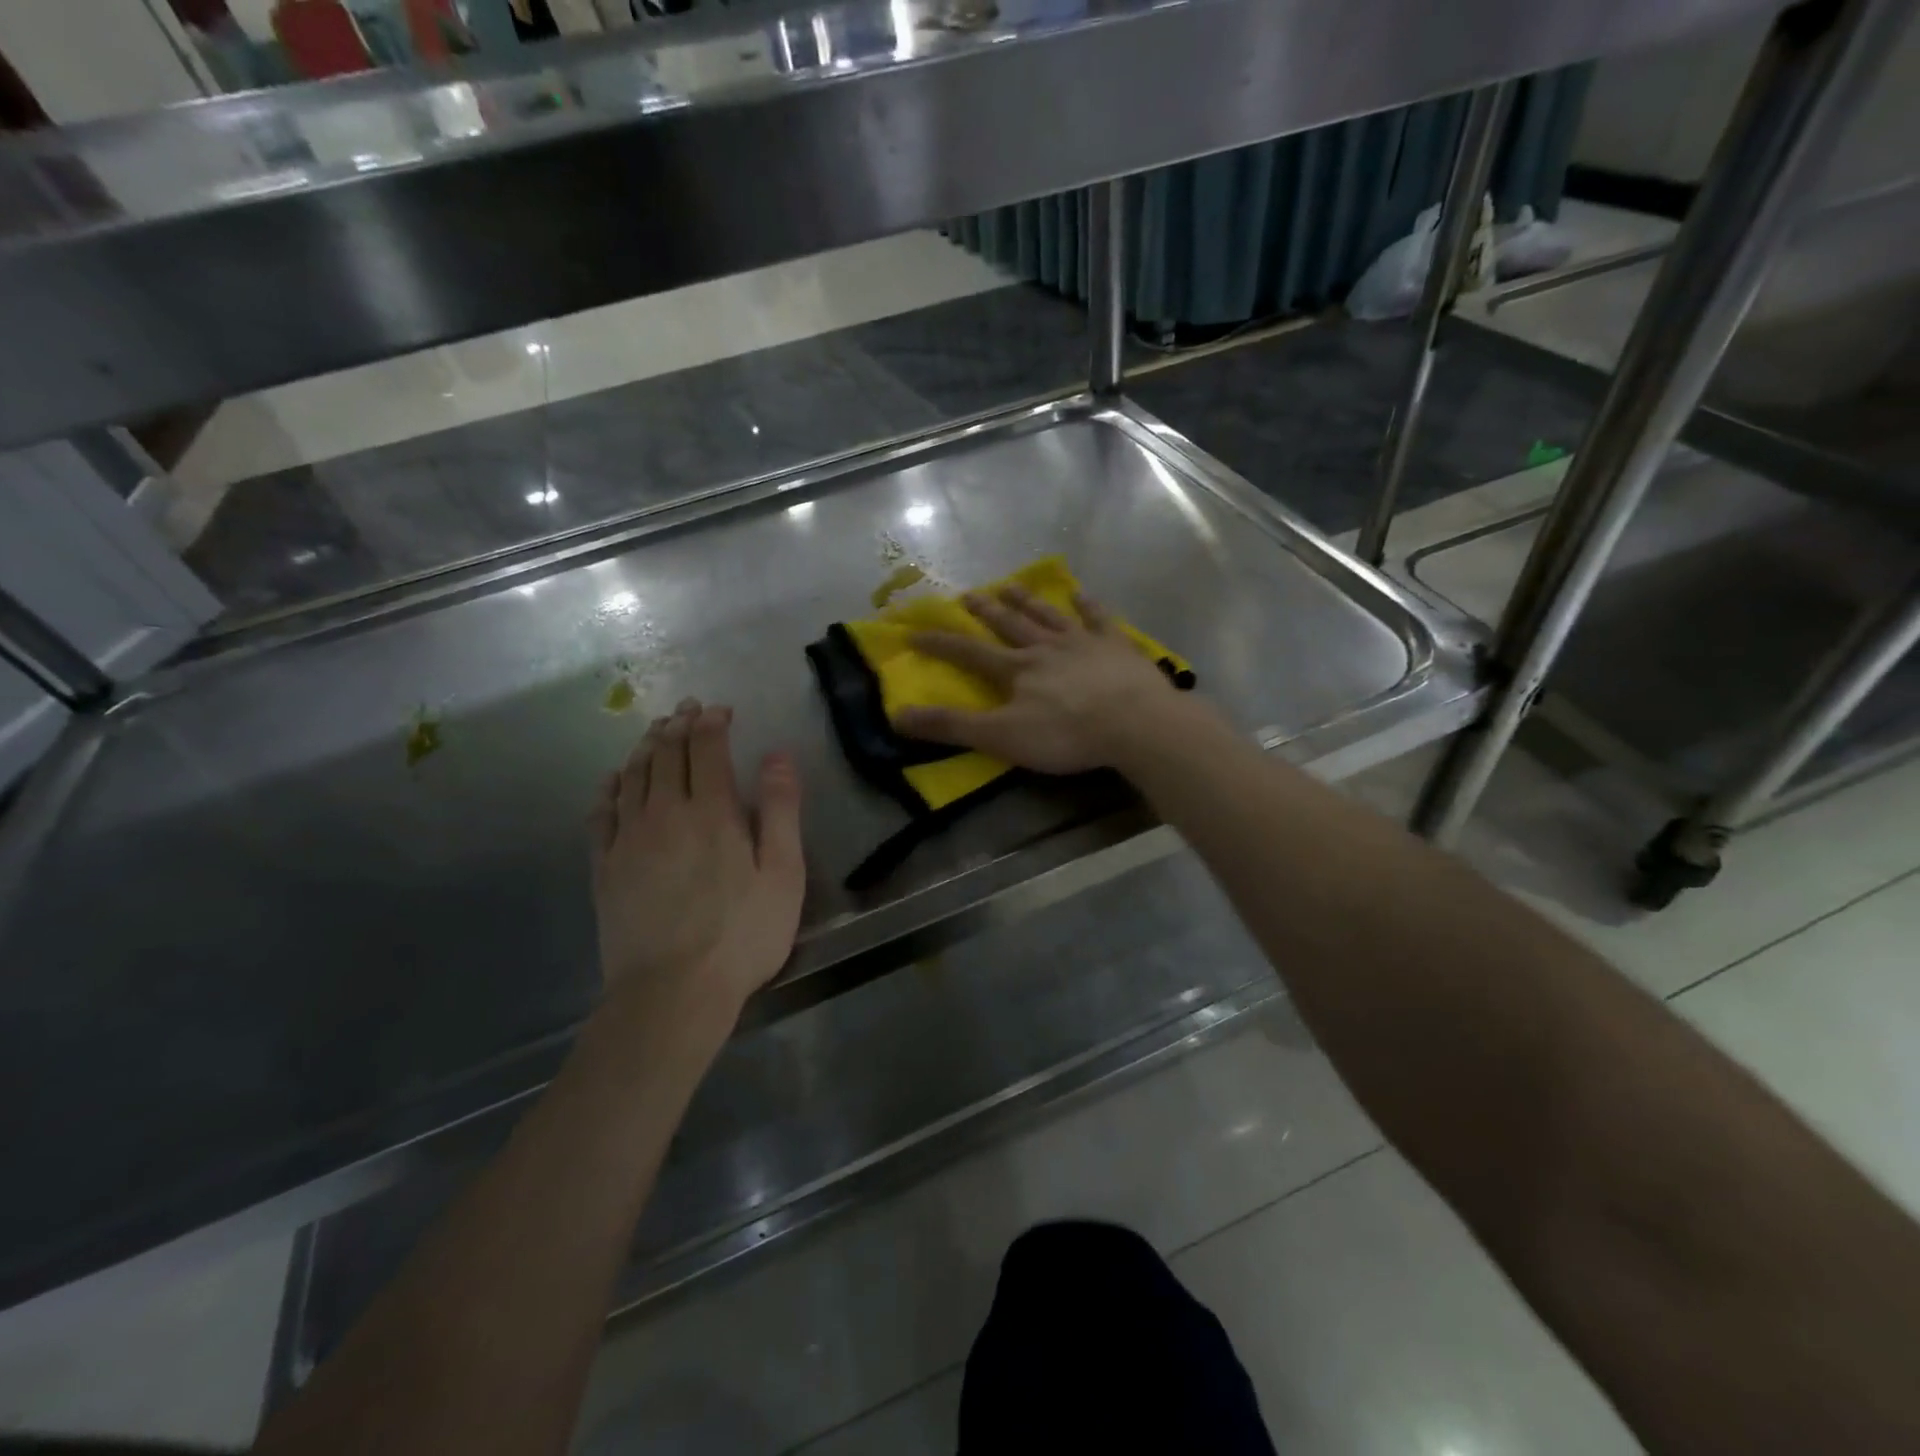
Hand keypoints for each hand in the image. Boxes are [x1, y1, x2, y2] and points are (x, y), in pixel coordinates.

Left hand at [588, 700, 804, 1024]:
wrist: (671, 992)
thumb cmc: (741, 934)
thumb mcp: (783, 873)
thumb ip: (781, 810)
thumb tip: (777, 755)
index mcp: (712, 811)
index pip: (706, 749)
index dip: (712, 723)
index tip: (719, 710)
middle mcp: (664, 813)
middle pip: (666, 755)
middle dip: (679, 726)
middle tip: (688, 709)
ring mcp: (628, 839)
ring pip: (633, 776)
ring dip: (646, 747)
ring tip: (656, 731)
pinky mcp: (604, 866)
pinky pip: (601, 813)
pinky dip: (610, 787)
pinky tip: (614, 779)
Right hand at [895, 586, 1178, 773]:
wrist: (1134, 723)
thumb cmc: (1065, 733)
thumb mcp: (1001, 736)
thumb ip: (952, 726)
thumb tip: (898, 716)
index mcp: (1016, 670)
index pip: (969, 653)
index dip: (940, 644)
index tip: (915, 633)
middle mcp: (1045, 647)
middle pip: (1009, 625)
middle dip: (985, 611)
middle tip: (968, 595)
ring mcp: (1083, 642)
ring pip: (1048, 616)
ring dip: (1027, 602)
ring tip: (1010, 585)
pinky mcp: (1117, 646)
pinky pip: (1098, 619)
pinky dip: (1088, 605)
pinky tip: (1080, 594)